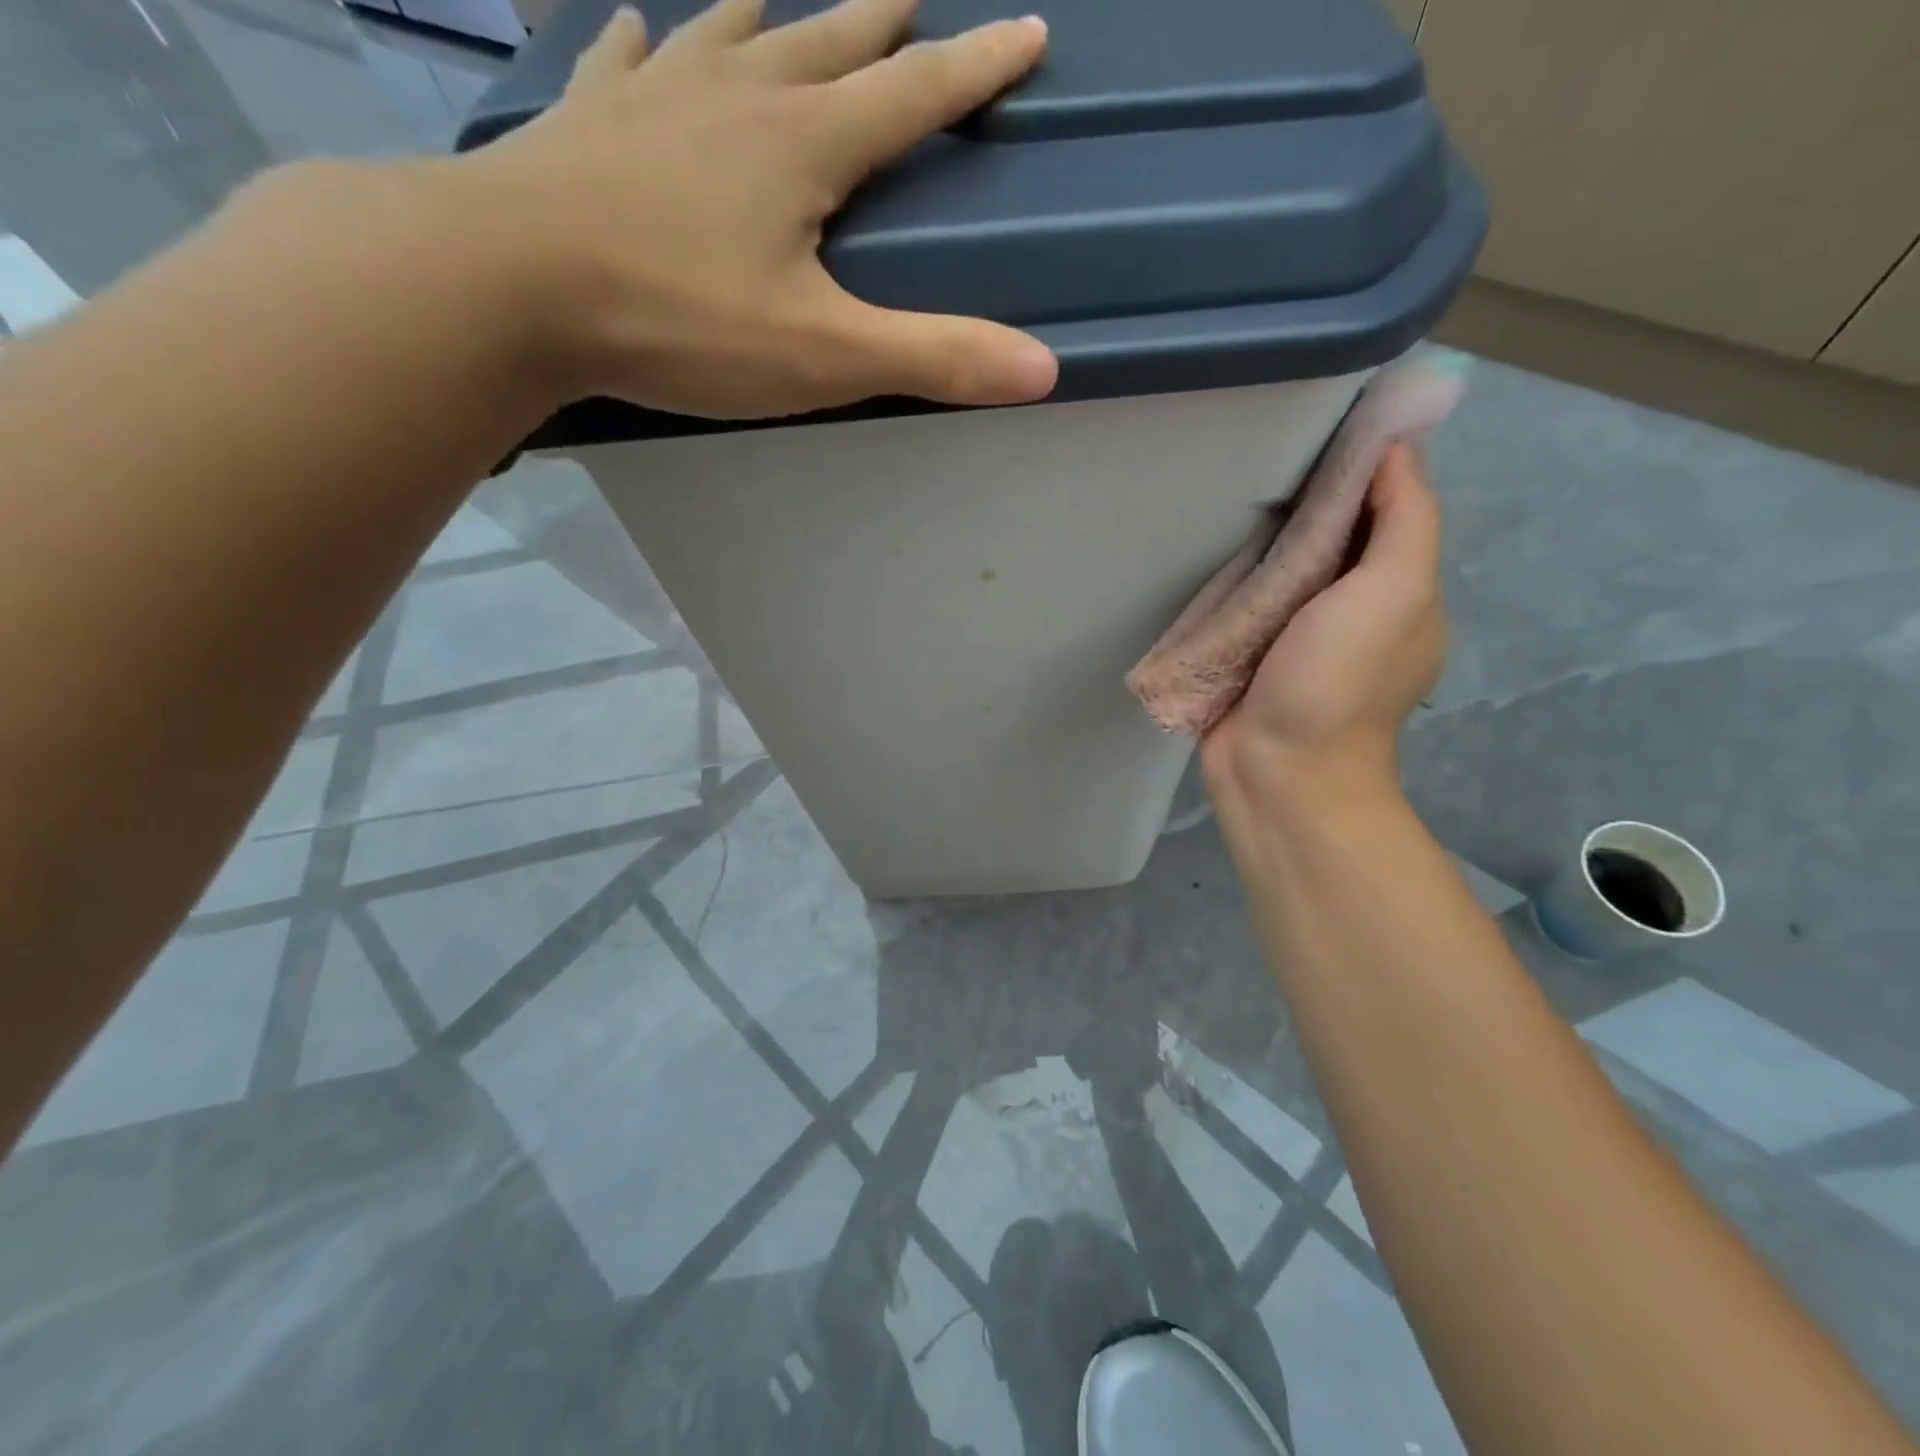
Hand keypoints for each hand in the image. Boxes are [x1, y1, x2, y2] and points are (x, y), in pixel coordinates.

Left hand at [460, 0, 1059, 417]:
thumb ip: (934, 358)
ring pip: (728, 34)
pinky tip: (645, 27)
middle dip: (878, 26)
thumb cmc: (680, 322)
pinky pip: (625, 61)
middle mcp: (737, 97)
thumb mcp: (824, 354)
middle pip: (825, 44)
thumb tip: (1043, 366)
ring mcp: (654, 100)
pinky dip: (647, 43)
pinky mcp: (588, 125)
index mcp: (804, 147)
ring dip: (769, 16)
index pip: (913, 96)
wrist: (507, 286)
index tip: (1025, 29)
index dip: (975, 68)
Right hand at [1201, 444, 1447, 821]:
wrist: (1277, 774)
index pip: (1385, 512)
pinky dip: (1232, 580)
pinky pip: (1242, 605)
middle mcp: (1349, 611)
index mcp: (1396, 592)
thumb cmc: (1338, 683)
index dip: (1360, 469)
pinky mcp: (1247, 657)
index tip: (1320, 430)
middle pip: (1327, 539)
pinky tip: (1206, 553)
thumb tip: (1398, 447)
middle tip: (1257, 460)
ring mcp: (1294, 638)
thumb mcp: (1393, 592)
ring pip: (1280, 571)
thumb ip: (1403, 520)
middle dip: (1301, 502)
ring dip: (1260, 541)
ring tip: (1224, 497)